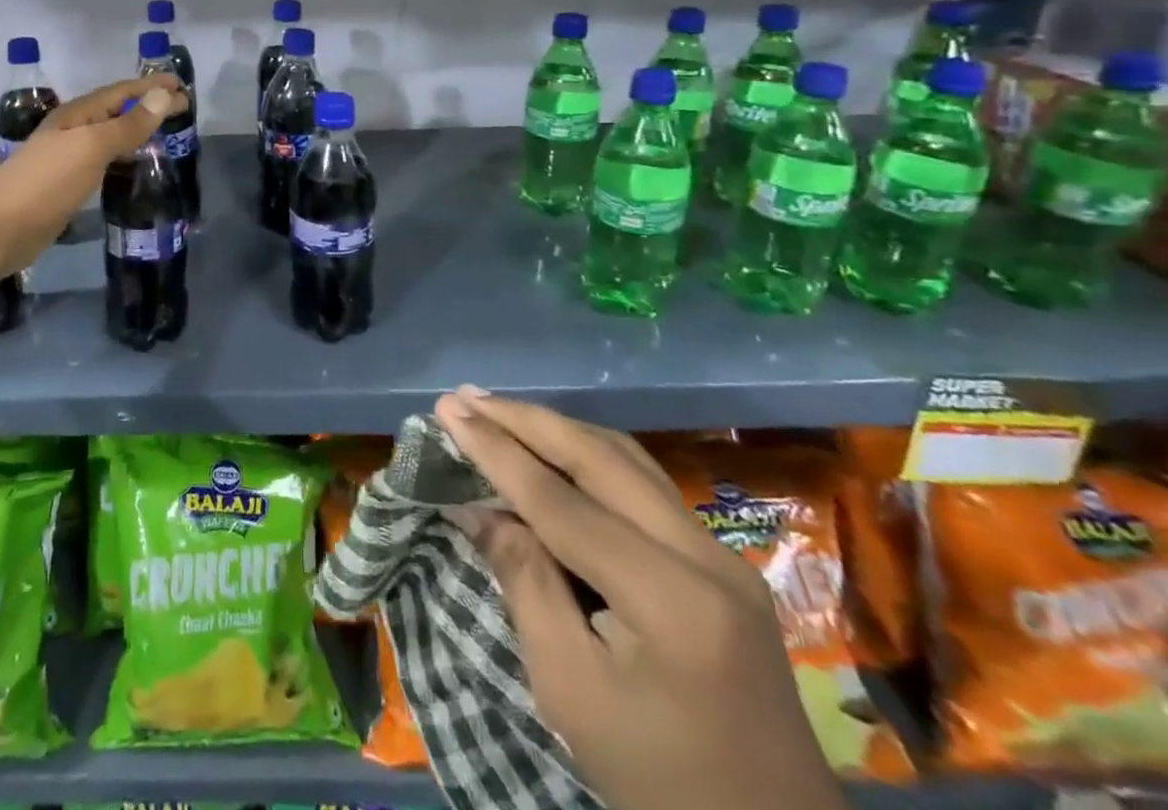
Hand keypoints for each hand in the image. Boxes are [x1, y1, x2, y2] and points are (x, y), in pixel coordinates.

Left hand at [0, 74, 184, 278]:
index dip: (151, 87)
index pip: (121, 92)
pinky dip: (121, 157)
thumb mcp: (91, 147)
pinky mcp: (64, 187)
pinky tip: (130, 167)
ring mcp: (65, 160)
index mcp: (76, 115)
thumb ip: (128, 124)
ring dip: (133, 130)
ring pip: (107, 136)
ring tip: (162, 133)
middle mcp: (70, 131)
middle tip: (180, 109)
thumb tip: (164, 95)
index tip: (183, 86)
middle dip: (146, 106)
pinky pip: (101, 162)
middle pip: (114, 111)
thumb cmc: (46, 181)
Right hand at [433, 390, 846, 809]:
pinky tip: (549, 448)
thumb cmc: (657, 781)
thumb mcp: (569, 689)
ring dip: (556, 428)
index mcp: (670, 598)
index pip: (561, 499)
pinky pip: (642, 484)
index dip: (496, 451)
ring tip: (497, 409)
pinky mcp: (722, 562)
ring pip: (625, 459)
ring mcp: (721, 555)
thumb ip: (524, 581)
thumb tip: (476, 506)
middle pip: (600, 457)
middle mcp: (705, 556)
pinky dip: (586, 456)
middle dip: (526, 420)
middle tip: (465, 397)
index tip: (445, 410)